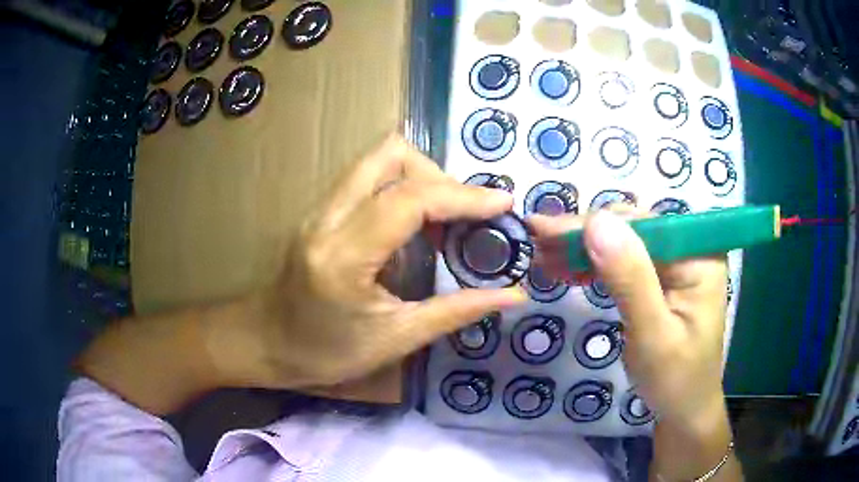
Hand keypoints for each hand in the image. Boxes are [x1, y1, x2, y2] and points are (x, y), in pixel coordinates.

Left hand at [215, 135, 526, 389]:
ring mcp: (320, 208)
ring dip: (422, 177)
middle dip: (439, 175)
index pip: (409, 200)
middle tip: (466, 215)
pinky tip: (417, 225)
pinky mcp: (321, 209)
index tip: (502, 204)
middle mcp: (327, 218)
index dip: (462, 195)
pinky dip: (403, 187)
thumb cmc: (325, 353)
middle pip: (390, 154)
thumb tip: (512, 296)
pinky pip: (369, 177)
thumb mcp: (396, 340)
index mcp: (344, 257)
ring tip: (447, 219)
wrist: (266, 342)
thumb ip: (456, 312)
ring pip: (378, 159)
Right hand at [530, 210, 738, 479]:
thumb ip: (630, 279)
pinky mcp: (661, 280)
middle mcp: (689, 251)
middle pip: (631, 230)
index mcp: (699, 257)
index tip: (545, 229)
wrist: (683, 409)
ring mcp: (675, 265)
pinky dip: (594, 266)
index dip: (593, 224)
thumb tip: (596, 221)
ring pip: (623, 244)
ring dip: (583, 249)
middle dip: (583, 236)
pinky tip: (567, 269)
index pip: (642, 225)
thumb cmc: (675, 380)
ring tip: (543, 254)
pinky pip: (624, 263)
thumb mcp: (653, 334)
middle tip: (536, 240)